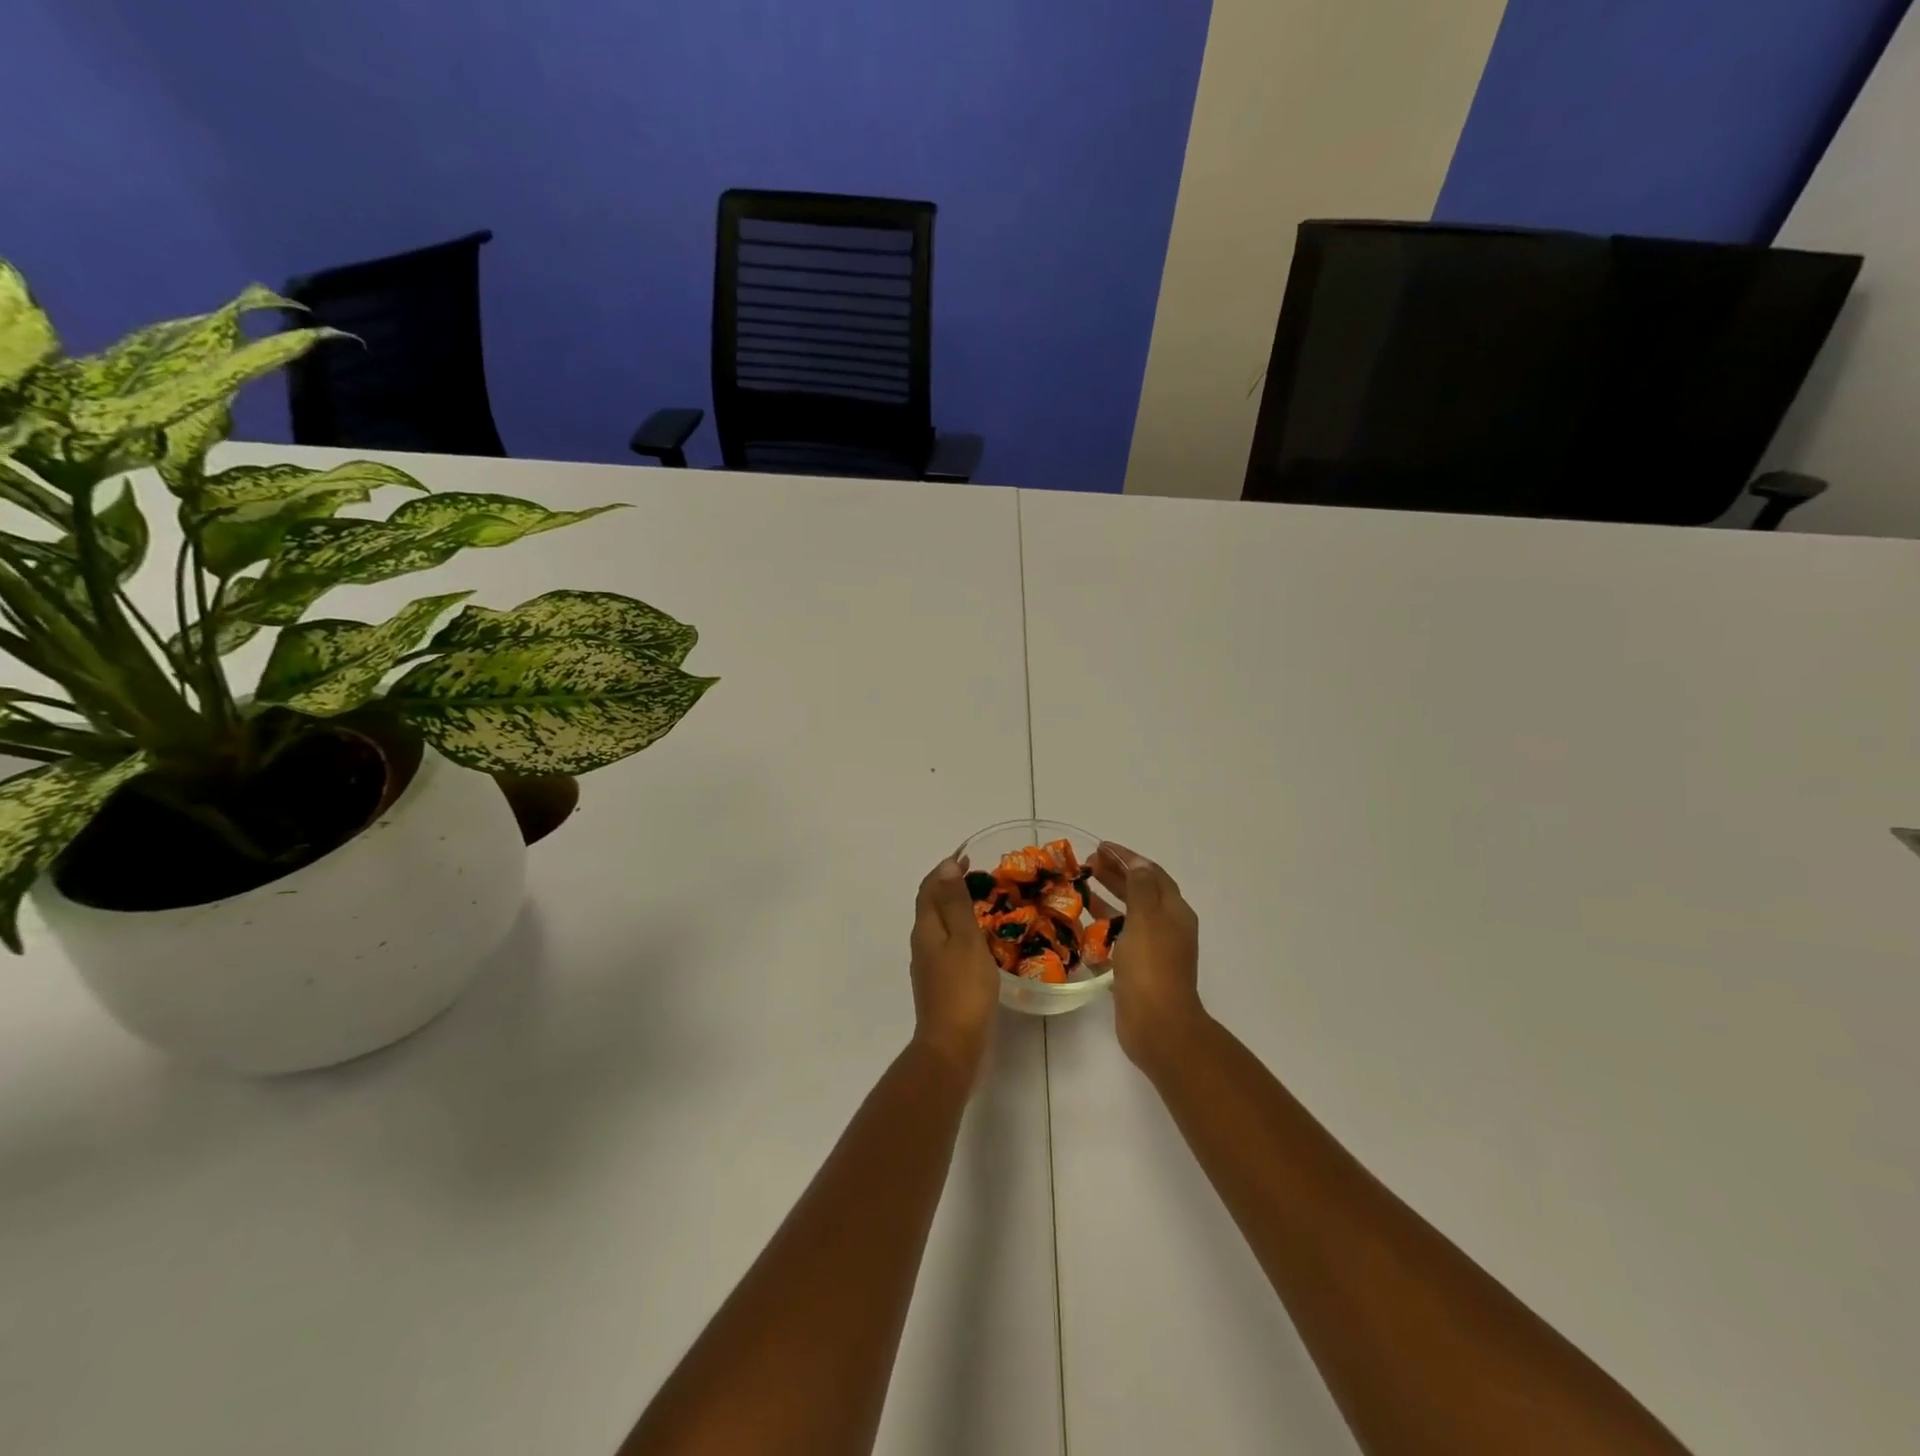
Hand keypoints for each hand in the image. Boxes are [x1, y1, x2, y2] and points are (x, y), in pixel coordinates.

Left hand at [908, 857, 1000, 1083]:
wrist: (952, 1046)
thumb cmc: (963, 988)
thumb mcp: (965, 939)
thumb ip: (956, 903)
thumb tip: (946, 866)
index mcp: (925, 929)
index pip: (929, 888)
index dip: (945, 870)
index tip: (967, 856)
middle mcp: (922, 944)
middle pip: (931, 905)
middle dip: (950, 887)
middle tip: (980, 877)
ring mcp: (929, 966)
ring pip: (940, 927)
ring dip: (956, 909)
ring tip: (984, 904)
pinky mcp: (940, 984)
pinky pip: (949, 946)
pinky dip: (962, 933)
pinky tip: (980, 941)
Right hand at [1089, 843, 1206, 1074]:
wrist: (1158, 1025)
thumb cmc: (1151, 966)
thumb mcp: (1145, 918)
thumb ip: (1140, 887)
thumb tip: (1138, 863)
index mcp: (1174, 912)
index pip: (1151, 873)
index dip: (1127, 857)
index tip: (1101, 846)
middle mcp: (1167, 928)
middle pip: (1140, 893)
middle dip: (1115, 875)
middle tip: (1086, 865)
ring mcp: (1153, 952)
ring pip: (1128, 917)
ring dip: (1106, 901)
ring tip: (1080, 890)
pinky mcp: (1137, 972)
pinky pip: (1118, 942)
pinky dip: (1102, 931)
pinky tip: (1081, 929)